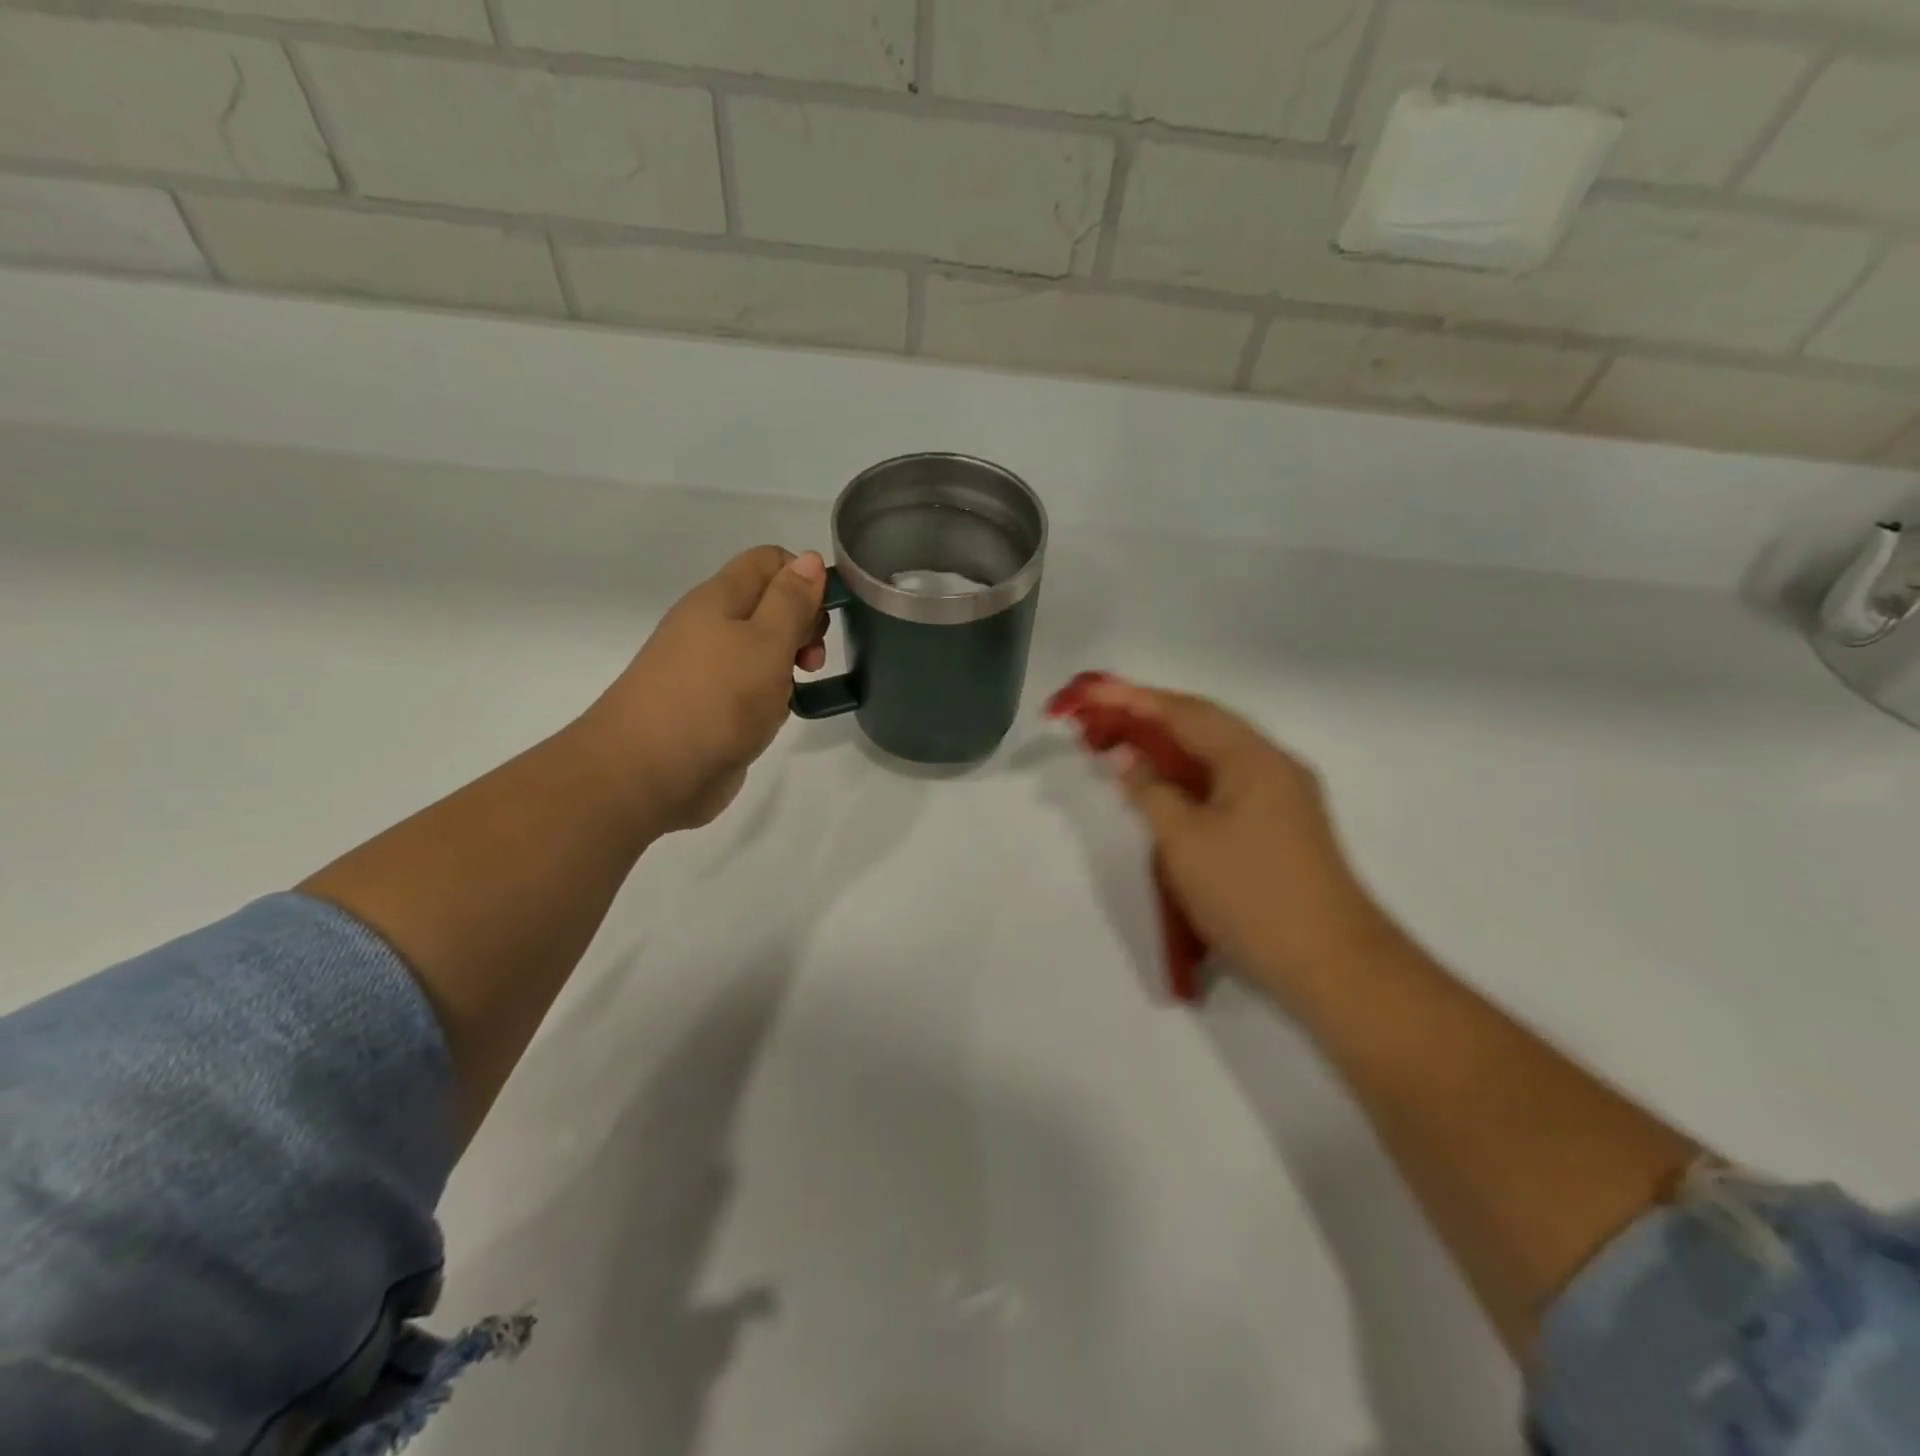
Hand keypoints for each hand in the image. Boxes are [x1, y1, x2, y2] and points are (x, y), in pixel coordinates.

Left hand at [578, 546, 827, 833]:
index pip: (769, 561)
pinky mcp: (709, 707)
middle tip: (811, 660)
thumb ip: (791, 601)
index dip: (804, 577)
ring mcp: (706, 668)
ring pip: (761, 648)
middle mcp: (709, 626)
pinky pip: (749, 686)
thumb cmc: (716, 699)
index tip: (824, 616)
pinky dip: (770, 696)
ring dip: (787, 665)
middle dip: (802, 624)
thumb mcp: (766, 642)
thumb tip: (809, 559)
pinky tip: (773, 718)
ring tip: (793, 693)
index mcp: (719, 599)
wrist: (648, 774)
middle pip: (768, 603)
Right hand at [1084, 678, 1389, 1000]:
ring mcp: (1283, 797)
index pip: (1186, 712)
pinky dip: (1188, 779)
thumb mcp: (1185, 841)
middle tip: (1101, 720)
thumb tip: (1126, 757)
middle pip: (1204, 727)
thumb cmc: (1250, 894)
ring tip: (1123, 748)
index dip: (1134, 700)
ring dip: (1169, 750)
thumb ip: (1150, 791)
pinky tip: (1164, 790)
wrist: (1331, 965)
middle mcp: (1274, 765)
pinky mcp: (1282, 827)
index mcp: (1254, 758)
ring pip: (1215, 757)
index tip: (1092, 692)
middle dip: (1150, 720)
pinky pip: (1225, 784)